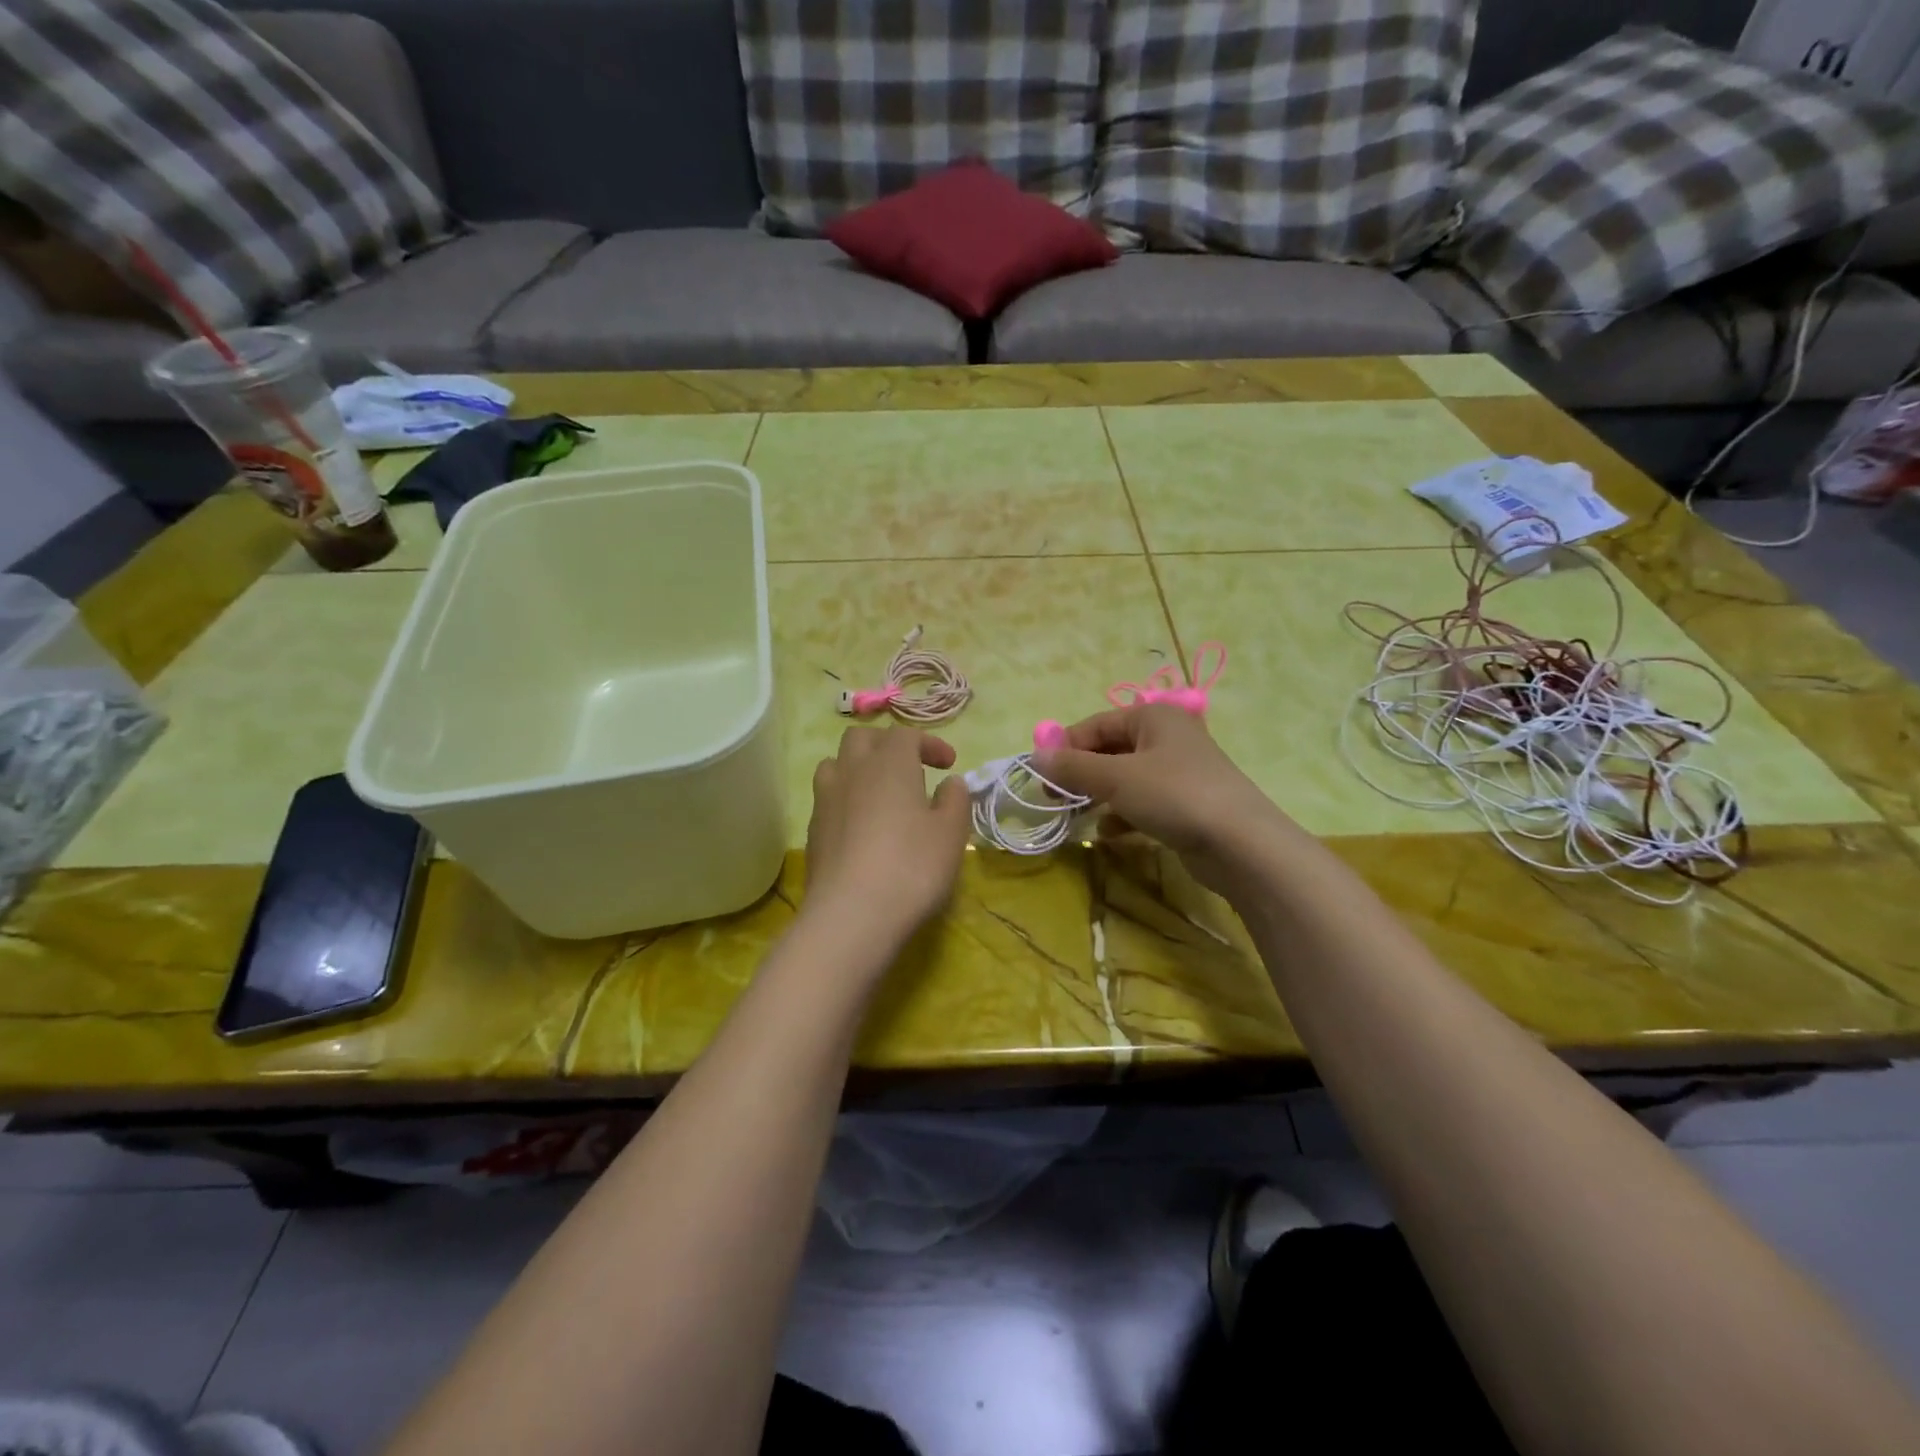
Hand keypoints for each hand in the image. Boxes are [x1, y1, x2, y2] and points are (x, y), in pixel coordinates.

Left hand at [802, 726, 972, 948]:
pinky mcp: (813, 830)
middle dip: (887, 746)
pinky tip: (862, 826)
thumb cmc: (912, 867)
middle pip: (862, 738)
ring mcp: (826, 799)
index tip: (948, 766)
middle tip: (911, 770)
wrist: (851, 915)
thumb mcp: (951, 834)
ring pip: (836, 763)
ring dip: (859, 768)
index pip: (906, 734)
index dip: (929, 743)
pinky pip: (828, 797)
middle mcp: (852, 771)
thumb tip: (950, 783)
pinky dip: (846, 798)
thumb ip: (955, 800)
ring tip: (880, 793)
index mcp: (890, 763)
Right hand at [1034, 704, 1289, 892]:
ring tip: (1076, 816)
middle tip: (1055, 798)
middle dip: (1081, 774)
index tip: (1041, 776)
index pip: (1096, 724)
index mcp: (1153, 716)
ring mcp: (1179, 771)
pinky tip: (1109, 832)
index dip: (1066, 747)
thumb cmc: (1174, 796)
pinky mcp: (1186, 803)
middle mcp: (1167, 736)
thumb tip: (1036, 755)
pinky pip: (1143, 801)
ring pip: (1125, 778)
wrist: (1241, 844)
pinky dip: (1123, 813)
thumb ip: (1073, 767)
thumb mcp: (1116, 778)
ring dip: (1099, 795)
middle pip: (1110, 750)